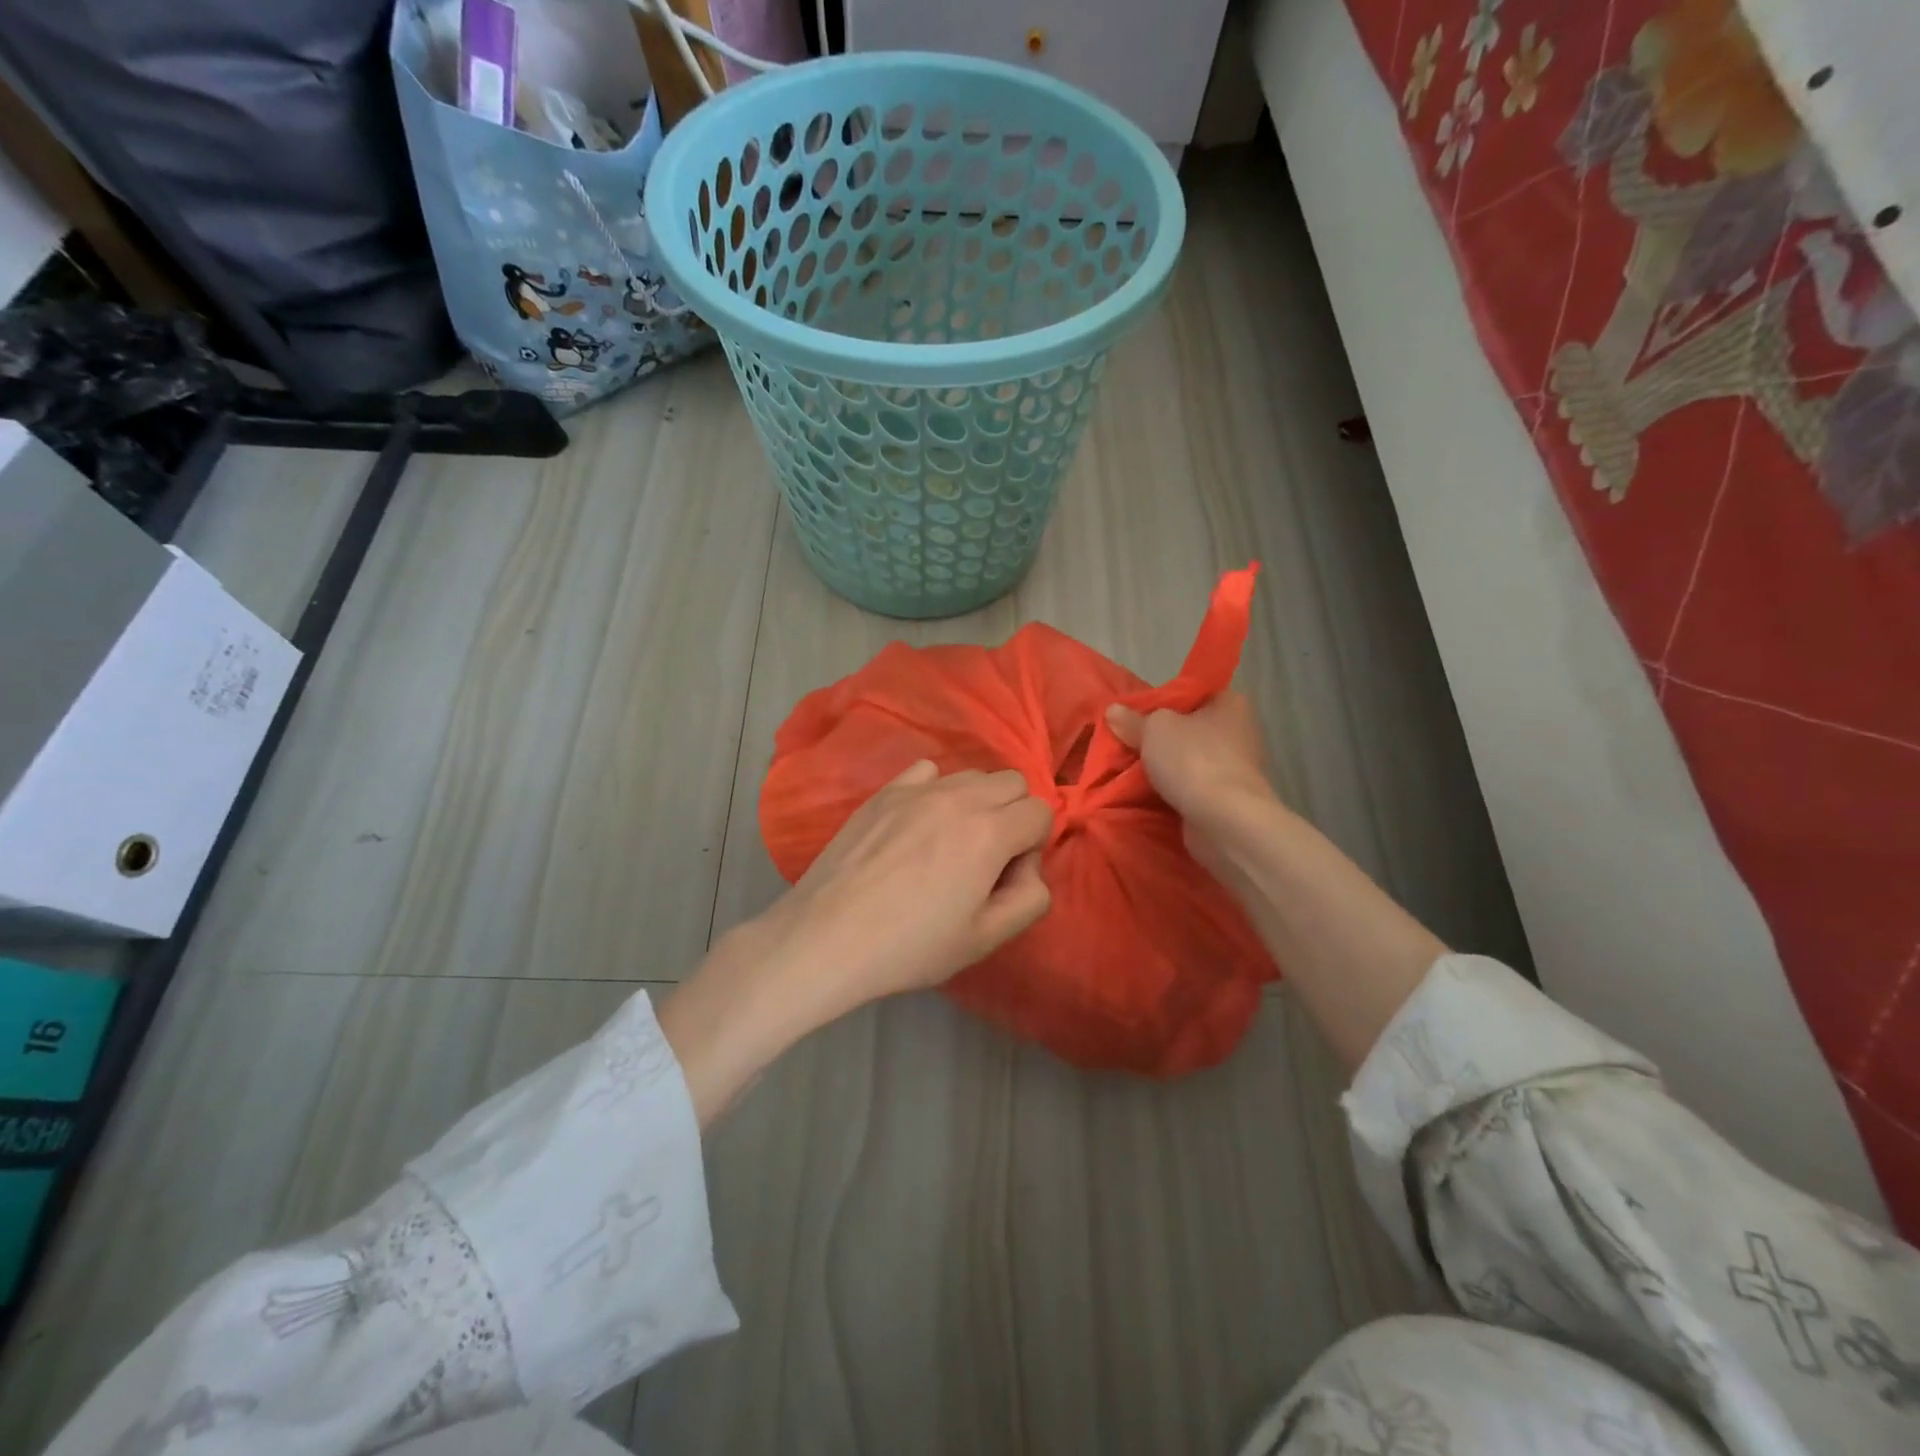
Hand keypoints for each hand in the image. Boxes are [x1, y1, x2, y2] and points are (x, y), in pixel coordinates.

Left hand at [756, 761, 1053, 1008]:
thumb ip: (1030, 898)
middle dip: (1012, 815)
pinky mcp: (884, 792)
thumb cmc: (911, 946)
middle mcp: (958, 797)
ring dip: (977, 802)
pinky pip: (927, 771)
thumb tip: (1026, 866)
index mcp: (990, 832)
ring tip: (949, 844)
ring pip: (971, 775)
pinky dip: (936, 790)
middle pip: (1012, 782)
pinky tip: (917, 826)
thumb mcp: (986, 939)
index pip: (1041, 811)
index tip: (1005, 878)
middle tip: (985, 858)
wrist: (829, 937)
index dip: (1033, 846)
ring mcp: (917, 789)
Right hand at [1106, 691, 1275, 823]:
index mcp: (1231, 703)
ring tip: (1130, 769)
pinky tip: (1148, 793)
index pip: (1192, 693)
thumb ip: (1132, 719)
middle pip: (1189, 727)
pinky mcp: (1229, 797)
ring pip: (1189, 759)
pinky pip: (1192, 785)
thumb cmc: (1194, 760)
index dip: (1162, 701)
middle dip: (1160, 737)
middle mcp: (1239, 731)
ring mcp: (1236, 767)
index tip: (1135, 714)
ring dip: (1165, 765)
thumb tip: (1113, 709)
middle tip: (1127, 742)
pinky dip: (1174, 789)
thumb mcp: (1154, 729)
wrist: (1225, 821)